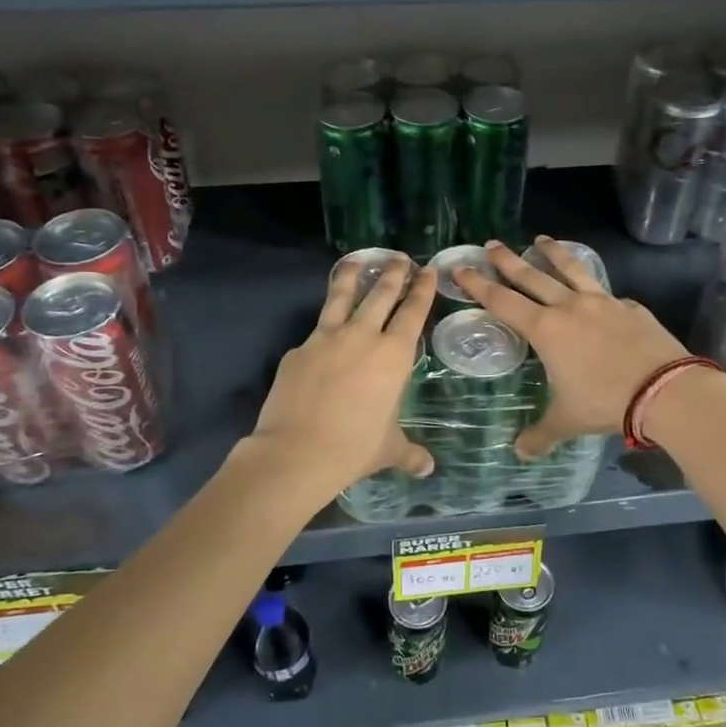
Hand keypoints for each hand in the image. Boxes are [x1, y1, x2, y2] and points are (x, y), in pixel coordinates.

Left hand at [249, 254, 436, 497]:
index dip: (422, 290)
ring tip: (358, 260)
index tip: (427, 270)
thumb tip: (427, 468)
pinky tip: (323, 325)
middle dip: (393, 274)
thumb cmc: (355, 448)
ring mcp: (326, 338)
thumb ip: (410, 454)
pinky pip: (316, 328)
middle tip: (400, 258)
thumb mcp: (389, 450)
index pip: (413, 312)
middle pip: (381, 295)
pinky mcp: (299, 349)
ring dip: (353, 276)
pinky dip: (324, 320)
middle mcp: (362, 336)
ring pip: (342, 296)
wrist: (297, 452)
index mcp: (393, 355)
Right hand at [454, 237, 688, 457]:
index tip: (462, 268)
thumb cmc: (605, 401)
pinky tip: (595, 291)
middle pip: (532, 276)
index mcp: (546, 329)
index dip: (479, 284)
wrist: (665, 389)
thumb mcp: (567, 420)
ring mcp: (602, 302)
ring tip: (542, 239)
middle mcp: (570, 307)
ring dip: (553, 253)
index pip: (503, 301)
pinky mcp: (630, 306)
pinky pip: (605, 291)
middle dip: (508, 260)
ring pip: (571, 269)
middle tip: (491, 243)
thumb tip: (519, 452)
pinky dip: (593, 286)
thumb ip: (541, 434)